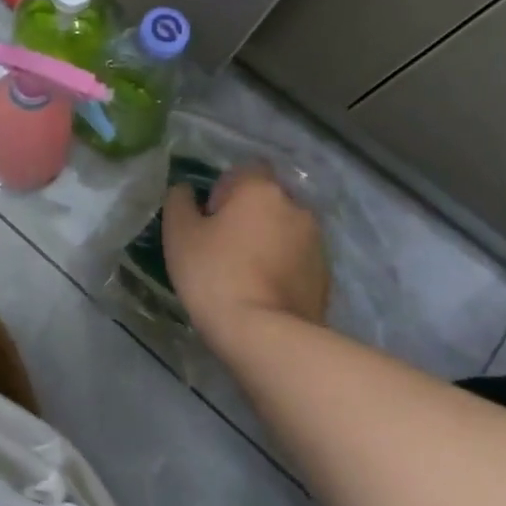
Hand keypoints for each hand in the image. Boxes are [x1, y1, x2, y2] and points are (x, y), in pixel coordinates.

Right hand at [161, 167, 329, 348]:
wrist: (265, 336)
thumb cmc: (215, 274)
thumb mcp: (179, 234)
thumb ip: (180, 202)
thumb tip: (187, 191)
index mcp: (260, 189)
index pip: (245, 170)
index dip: (225, 189)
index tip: (210, 217)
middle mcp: (295, 206)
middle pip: (267, 200)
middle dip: (249, 215)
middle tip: (223, 245)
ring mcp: (316, 242)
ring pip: (284, 229)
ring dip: (268, 241)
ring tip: (245, 273)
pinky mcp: (325, 275)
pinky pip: (297, 259)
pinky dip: (283, 267)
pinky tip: (263, 292)